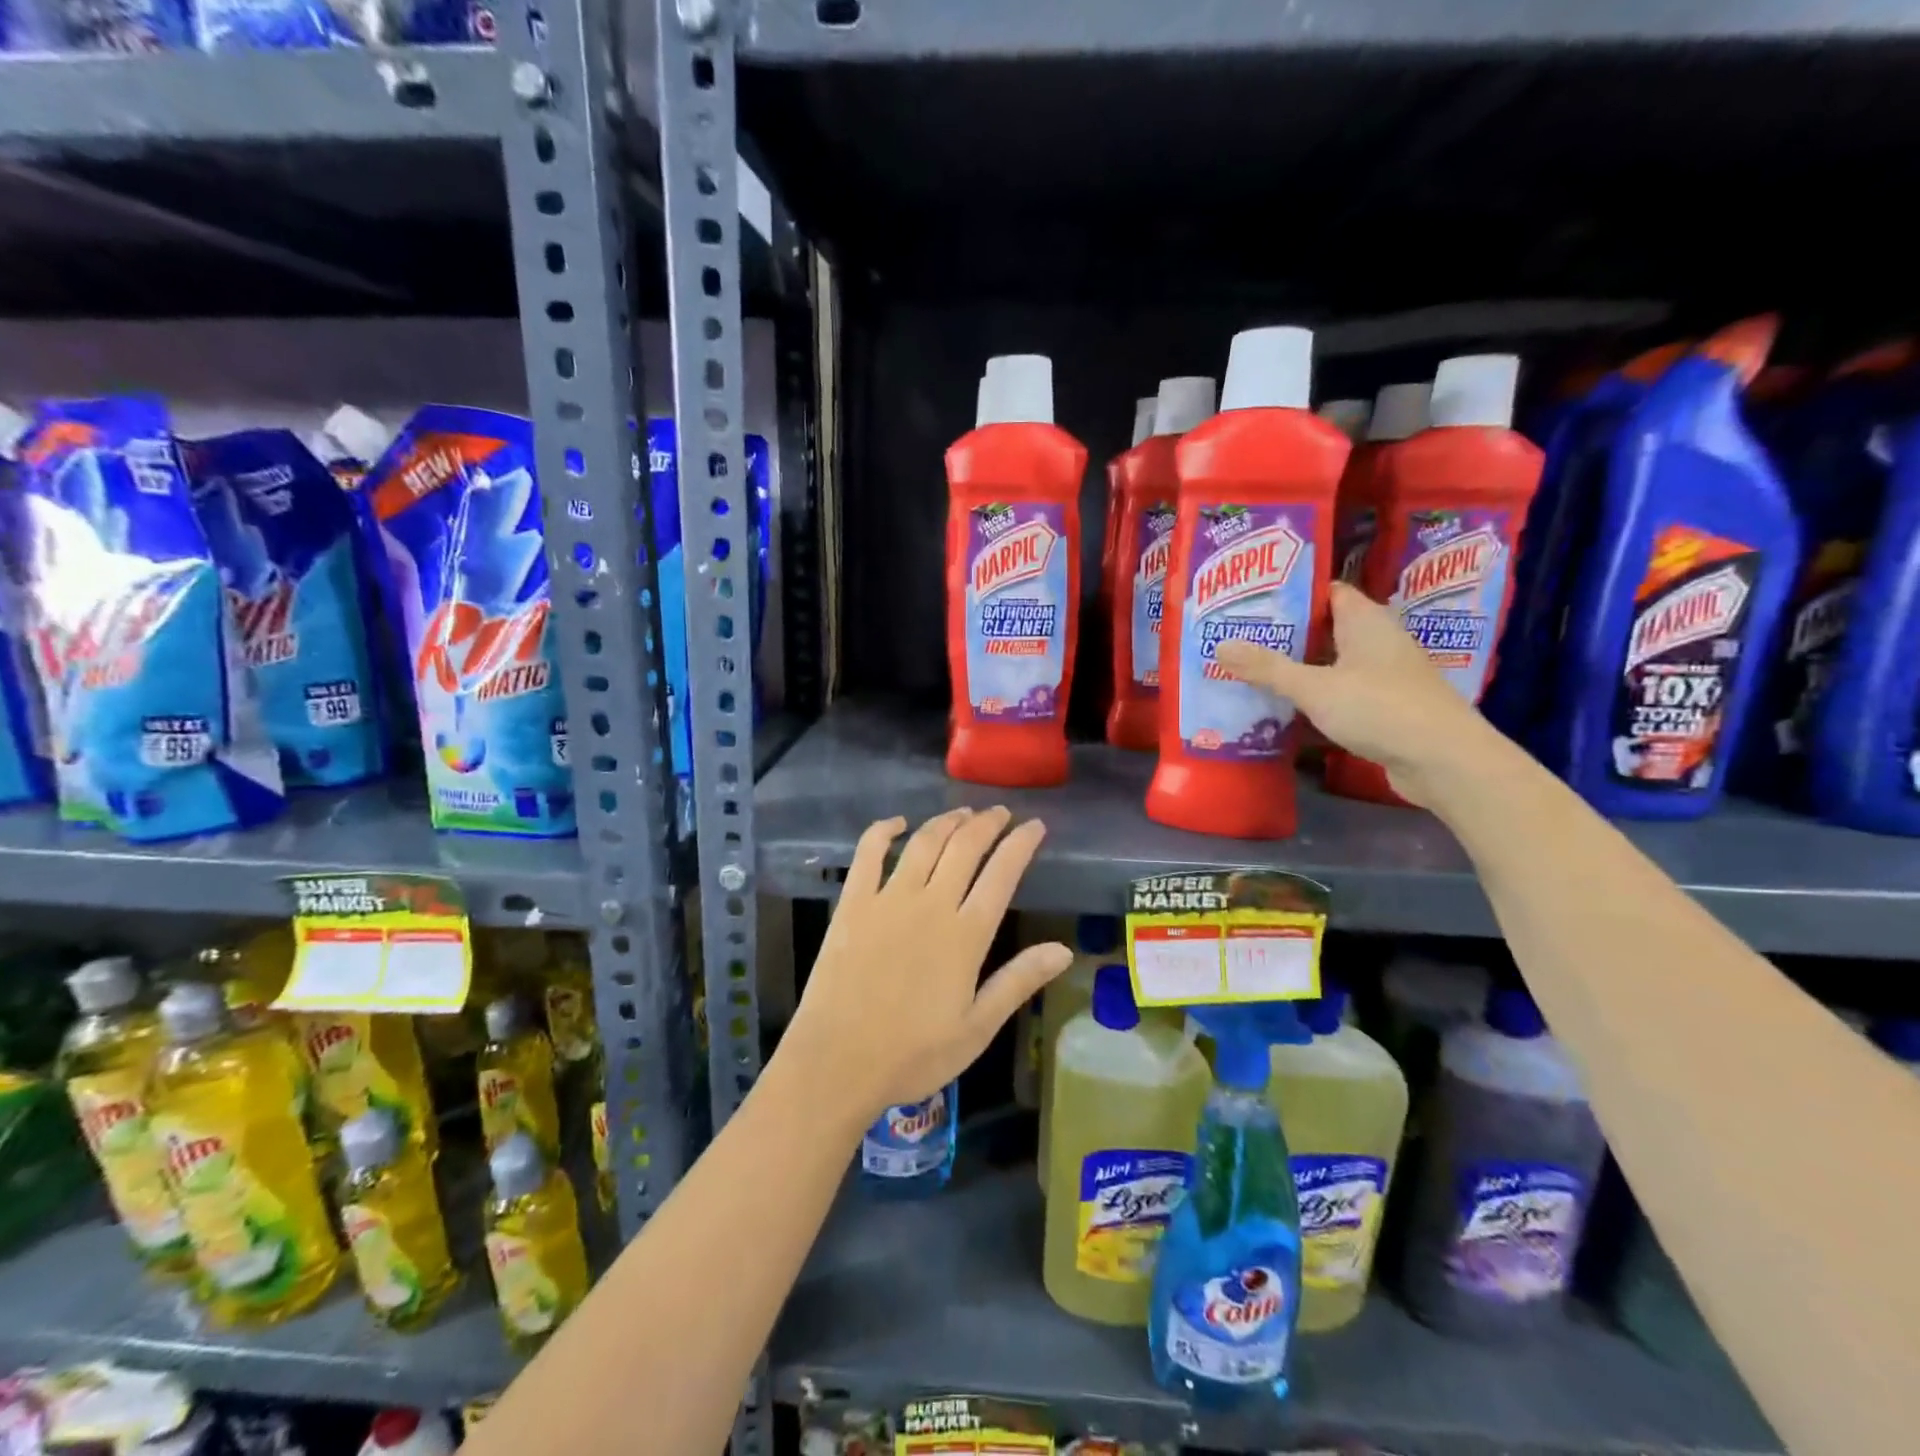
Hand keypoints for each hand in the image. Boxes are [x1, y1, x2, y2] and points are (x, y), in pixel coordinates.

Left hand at [777, 807, 1072, 1129]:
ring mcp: (888, 898)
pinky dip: (884, 830)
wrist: (838, 1061)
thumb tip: (1064, 950)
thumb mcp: (978, 1027)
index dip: (1021, 844)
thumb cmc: (913, 1053)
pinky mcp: (853, 903)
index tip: (1035, 826)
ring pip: (924, 842)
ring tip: (963, 813)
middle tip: (1001, 813)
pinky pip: (869, 853)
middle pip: (965, 847)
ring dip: (947, 821)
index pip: (1002, 874)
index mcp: (966, 934)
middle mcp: (931, 904)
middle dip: (987, 823)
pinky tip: (898, 823)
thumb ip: (1019, 981)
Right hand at [1213, 581, 1506, 808]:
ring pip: (1329, 664)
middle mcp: (1377, 641)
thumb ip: (1267, 668)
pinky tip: (1280, 710)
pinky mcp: (1383, 708)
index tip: (1249, 600)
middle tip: (1236, 638)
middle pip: (1323, 629)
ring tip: (1248, 671)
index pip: (1326, 592)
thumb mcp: (1315, 688)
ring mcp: (1382, 677)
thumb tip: (1219, 646)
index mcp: (1366, 621)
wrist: (1444, 762)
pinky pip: (1338, 694)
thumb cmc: (1380, 709)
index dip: (1290, 593)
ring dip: (1295, 670)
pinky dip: (1312, 699)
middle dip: (1283, 635)